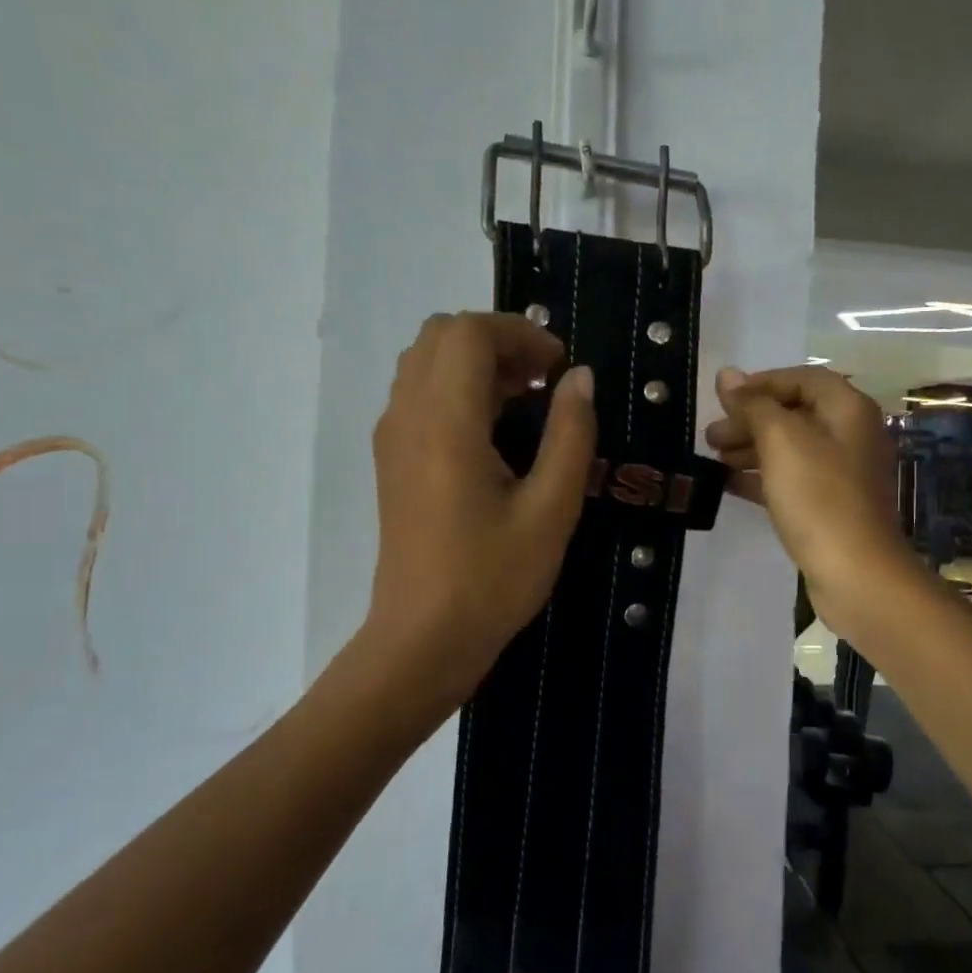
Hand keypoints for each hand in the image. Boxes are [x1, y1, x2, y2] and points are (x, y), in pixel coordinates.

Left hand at [364, 312, 596, 720]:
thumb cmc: (492, 579)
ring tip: (523, 402)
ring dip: (475, 363)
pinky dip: (456, 388)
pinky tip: (493, 433)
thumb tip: (580, 377)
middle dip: (496, 341)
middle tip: (543, 379)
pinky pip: (417, 394)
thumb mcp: (551, 509)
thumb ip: (570, 435)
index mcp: (444, 422)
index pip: (468, 332)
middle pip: (440, 335)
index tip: (559, 368)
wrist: (422, 640)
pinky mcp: (391, 460)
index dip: (519, 333)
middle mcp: (407, 416)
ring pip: (425, 362)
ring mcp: (392, 438)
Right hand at [702, 365, 916, 630]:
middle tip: (710, 436)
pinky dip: (760, 476)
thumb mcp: (781, 441)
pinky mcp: (829, 505)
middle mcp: (850, 435)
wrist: (855, 573)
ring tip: (713, 458)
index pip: (802, 378)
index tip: (723, 400)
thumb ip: (753, 405)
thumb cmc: (818, 497)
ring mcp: (841, 473)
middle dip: (750, 420)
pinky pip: (790, 479)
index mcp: (848, 409)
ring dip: (750, 448)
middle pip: (794, 413)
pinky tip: (727, 483)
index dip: (760, 384)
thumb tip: (727, 375)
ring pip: (789, 448)